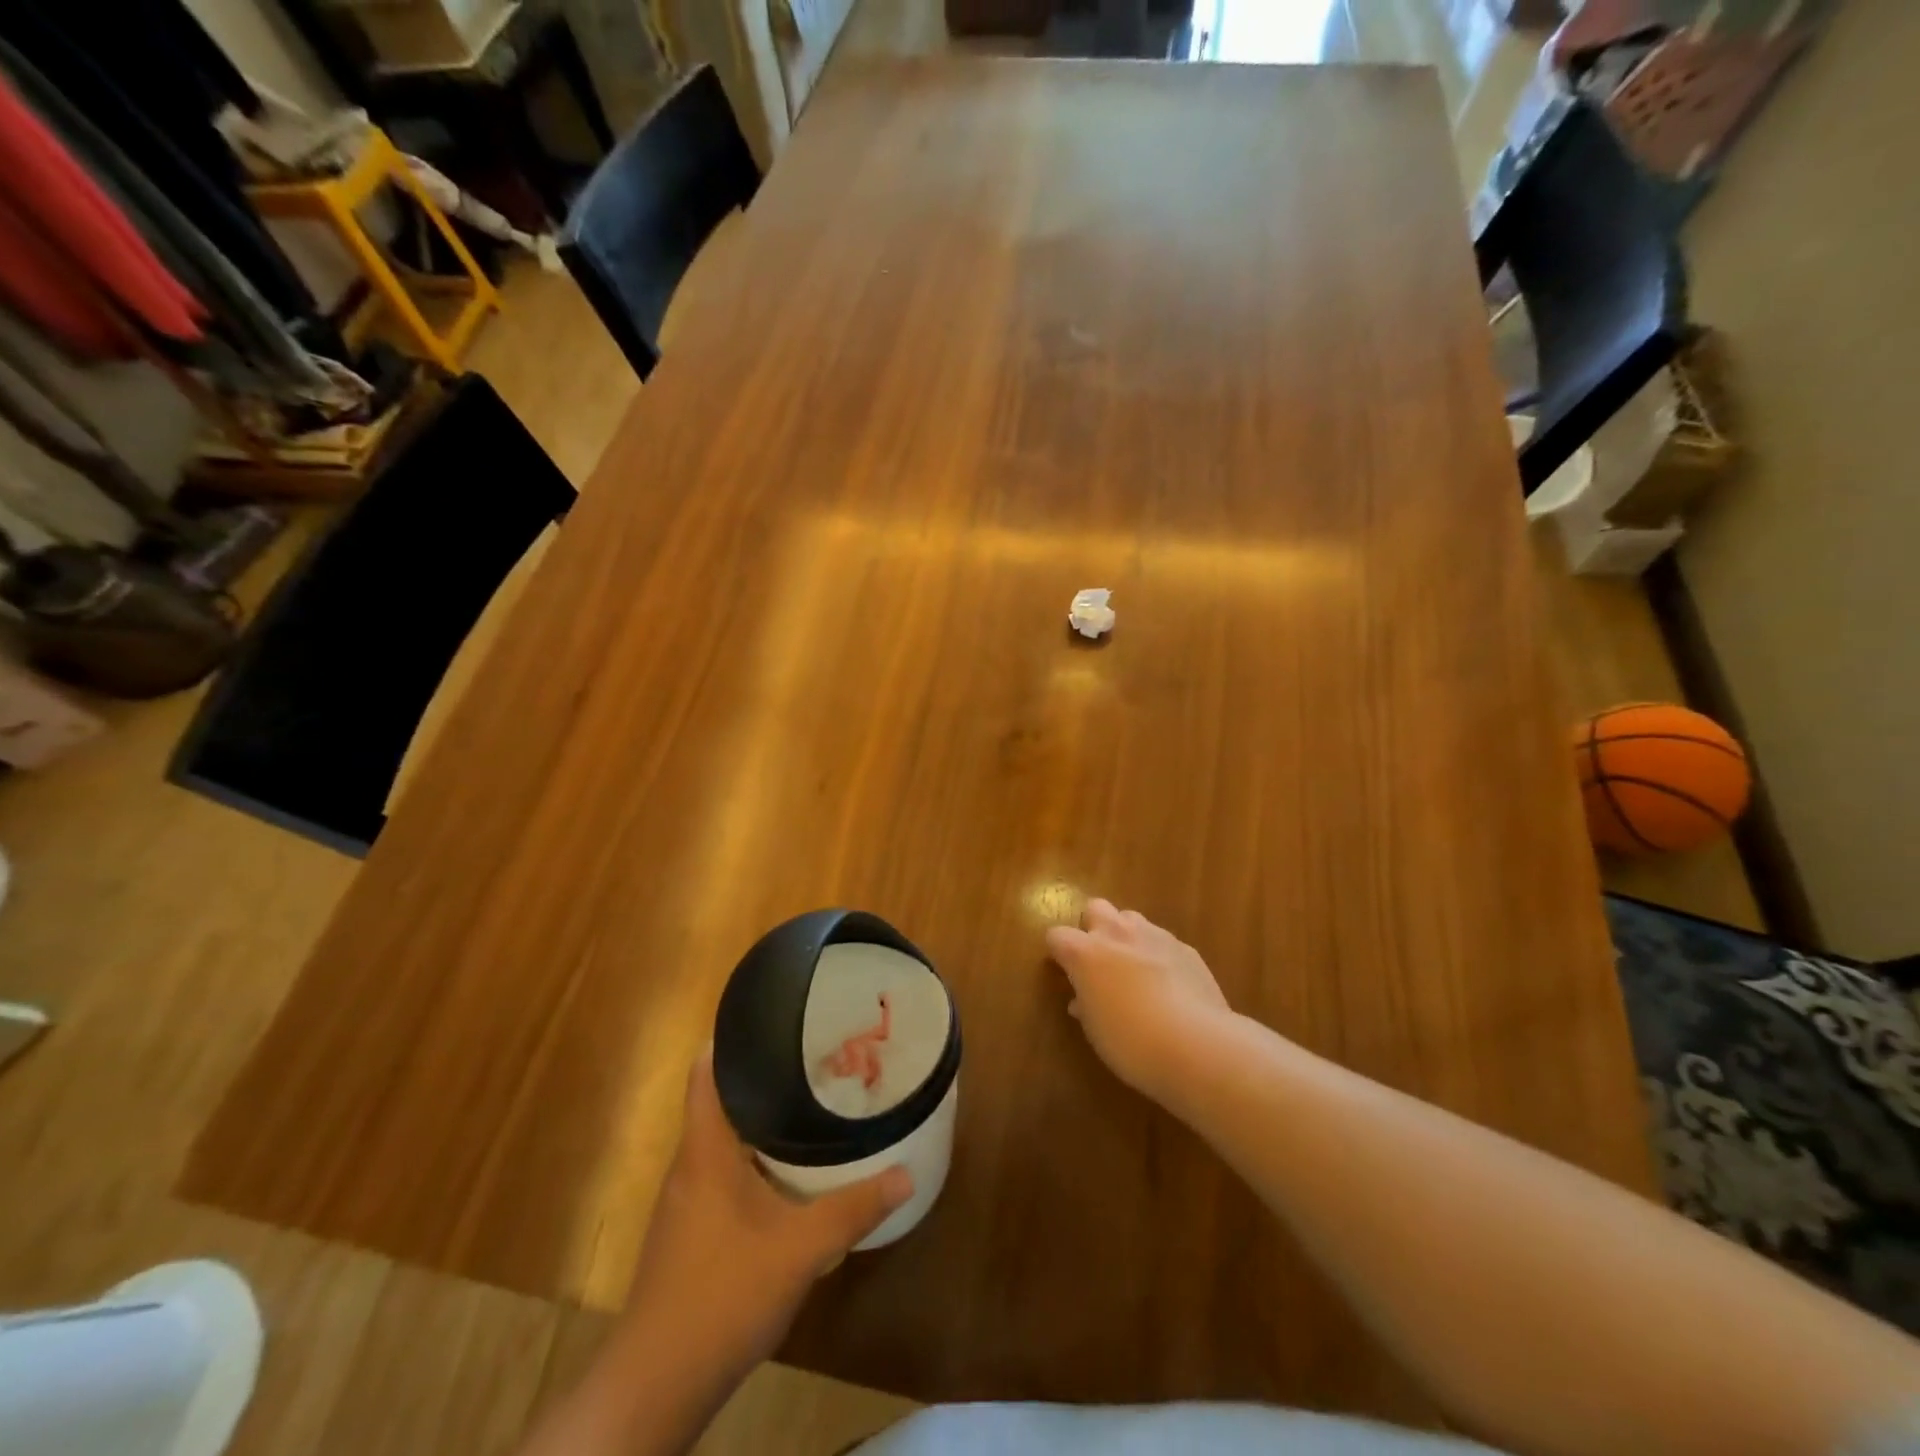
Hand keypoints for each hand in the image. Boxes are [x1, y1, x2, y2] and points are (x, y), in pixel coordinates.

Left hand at [621, 1048, 912, 1373]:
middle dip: (765, 1079)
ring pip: (723, 1141)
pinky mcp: (688, 1234)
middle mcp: (689, 1165)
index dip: (736, 1038)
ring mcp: (684, 1202)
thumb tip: (907, 1173)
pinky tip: (788, 1176)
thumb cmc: (722, 1296)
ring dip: (761, 1122)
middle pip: (722, 1101)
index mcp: (705, 1150)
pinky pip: (722, 1174)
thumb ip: (853, 1209)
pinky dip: (754, 1161)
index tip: (778, 1020)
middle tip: (816, 1060)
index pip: (707, 1071)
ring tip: (810, 1106)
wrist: (655, 1388)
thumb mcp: (800, 1250)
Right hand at [1045, 899, 1232, 1097]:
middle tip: (1100, 961)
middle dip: (1094, 927)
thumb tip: (1082, 999)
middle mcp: (1116, 933)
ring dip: (1127, 936)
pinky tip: (1169, 984)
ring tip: (1135, 969)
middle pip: (1095, 908)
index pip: (1057, 935)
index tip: (1065, 972)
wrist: (1195, 1044)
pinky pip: (1163, 941)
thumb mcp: (1096, 1030)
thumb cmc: (1131, 1042)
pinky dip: (1159, 955)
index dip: (1059, 952)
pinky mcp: (1185, 947)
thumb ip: (1086, 1004)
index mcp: (1085, 953)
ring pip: (1131, 918)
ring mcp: (1154, 936)